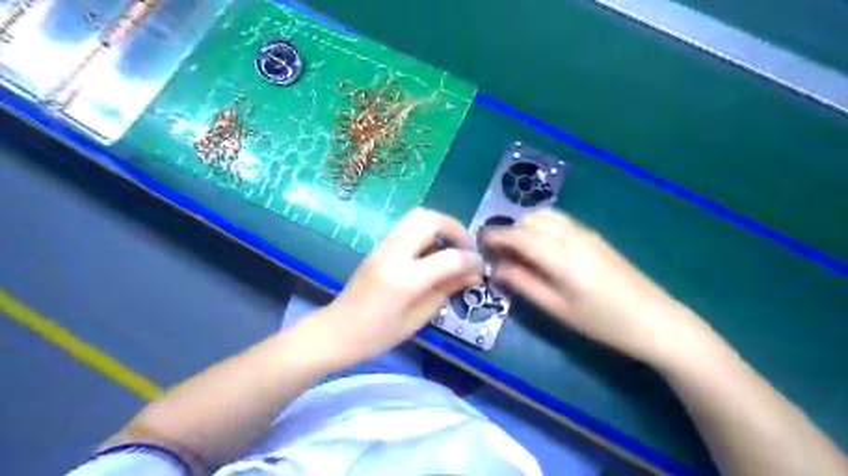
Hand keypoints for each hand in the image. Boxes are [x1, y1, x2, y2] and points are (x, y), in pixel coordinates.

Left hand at [307, 207, 478, 367]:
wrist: (337, 330)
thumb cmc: (378, 334)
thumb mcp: (419, 318)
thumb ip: (447, 289)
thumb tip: (474, 274)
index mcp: (405, 278)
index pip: (449, 257)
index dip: (471, 259)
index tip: (481, 266)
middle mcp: (394, 253)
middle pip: (431, 219)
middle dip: (456, 229)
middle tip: (465, 249)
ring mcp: (384, 246)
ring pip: (418, 216)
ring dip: (441, 227)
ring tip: (451, 249)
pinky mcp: (380, 246)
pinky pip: (408, 227)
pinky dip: (427, 232)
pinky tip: (432, 254)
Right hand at [484, 209, 712, 363]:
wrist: (654, 320)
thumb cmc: (602, 321)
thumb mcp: (557, 309)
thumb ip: (524, 285)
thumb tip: (498, 269)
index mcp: (559, 256)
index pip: (518, 235)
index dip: (495, 237)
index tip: (480, 243)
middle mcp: (570, 236)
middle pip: (530, 220)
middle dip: (509, 231)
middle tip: (500, 253)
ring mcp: (585, 233)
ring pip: (545, 216)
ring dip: (526, 226)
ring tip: (518, 249)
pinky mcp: (595, 236)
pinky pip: (560, 221)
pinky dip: (542, 226)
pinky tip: (542, 245)